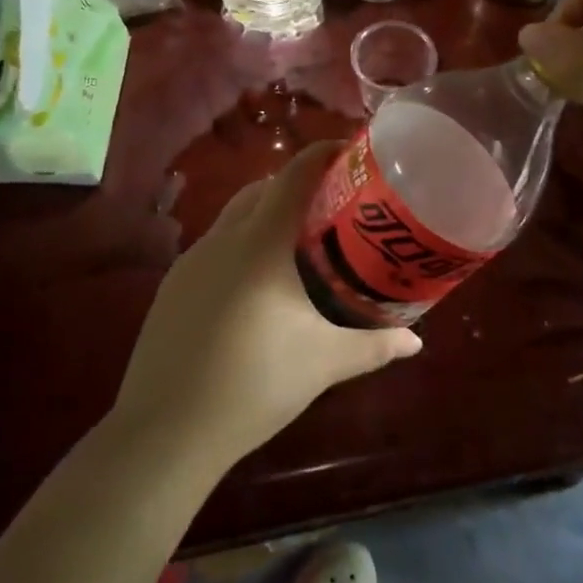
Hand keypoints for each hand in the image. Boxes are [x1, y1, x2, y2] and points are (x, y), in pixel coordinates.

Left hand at [107, 142, 422, 474]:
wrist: (166, 430)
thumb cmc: (256, 384)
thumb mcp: (324, 362)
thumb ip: (374, 345)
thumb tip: (416, 340)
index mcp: (260, 244)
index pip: (293, 176)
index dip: (321, 154)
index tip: (349, 152)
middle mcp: (222, 239)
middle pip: (262, 189)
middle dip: (296, 184)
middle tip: (334, 202)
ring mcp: (191, 261)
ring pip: (234, 216)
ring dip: (266, 213)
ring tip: (299, 241)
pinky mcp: (173, 286)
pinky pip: (215, 245)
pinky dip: (242, 243)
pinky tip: (257, 283)